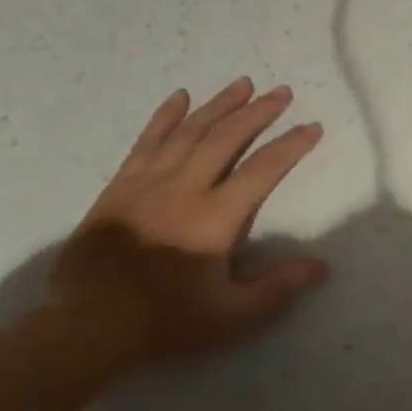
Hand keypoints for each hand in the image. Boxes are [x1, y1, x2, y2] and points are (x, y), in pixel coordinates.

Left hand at [49, 77, 329, 364]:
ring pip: (189, 131)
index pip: (263, 169)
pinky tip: (179, 96)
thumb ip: (279, 288)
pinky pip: (147, 141)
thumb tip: (323, 266)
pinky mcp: (120, 186)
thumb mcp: (233, 316)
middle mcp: (184, 188)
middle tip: (281, 91)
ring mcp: (148, 183)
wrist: (88, 326)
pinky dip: (165, 116)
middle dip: (258, 112)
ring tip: (242, 83)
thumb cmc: (166, 322)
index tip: (313, 127)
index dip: (291, 145)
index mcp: (215, 217)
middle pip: (226, 137)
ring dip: (218, 105)